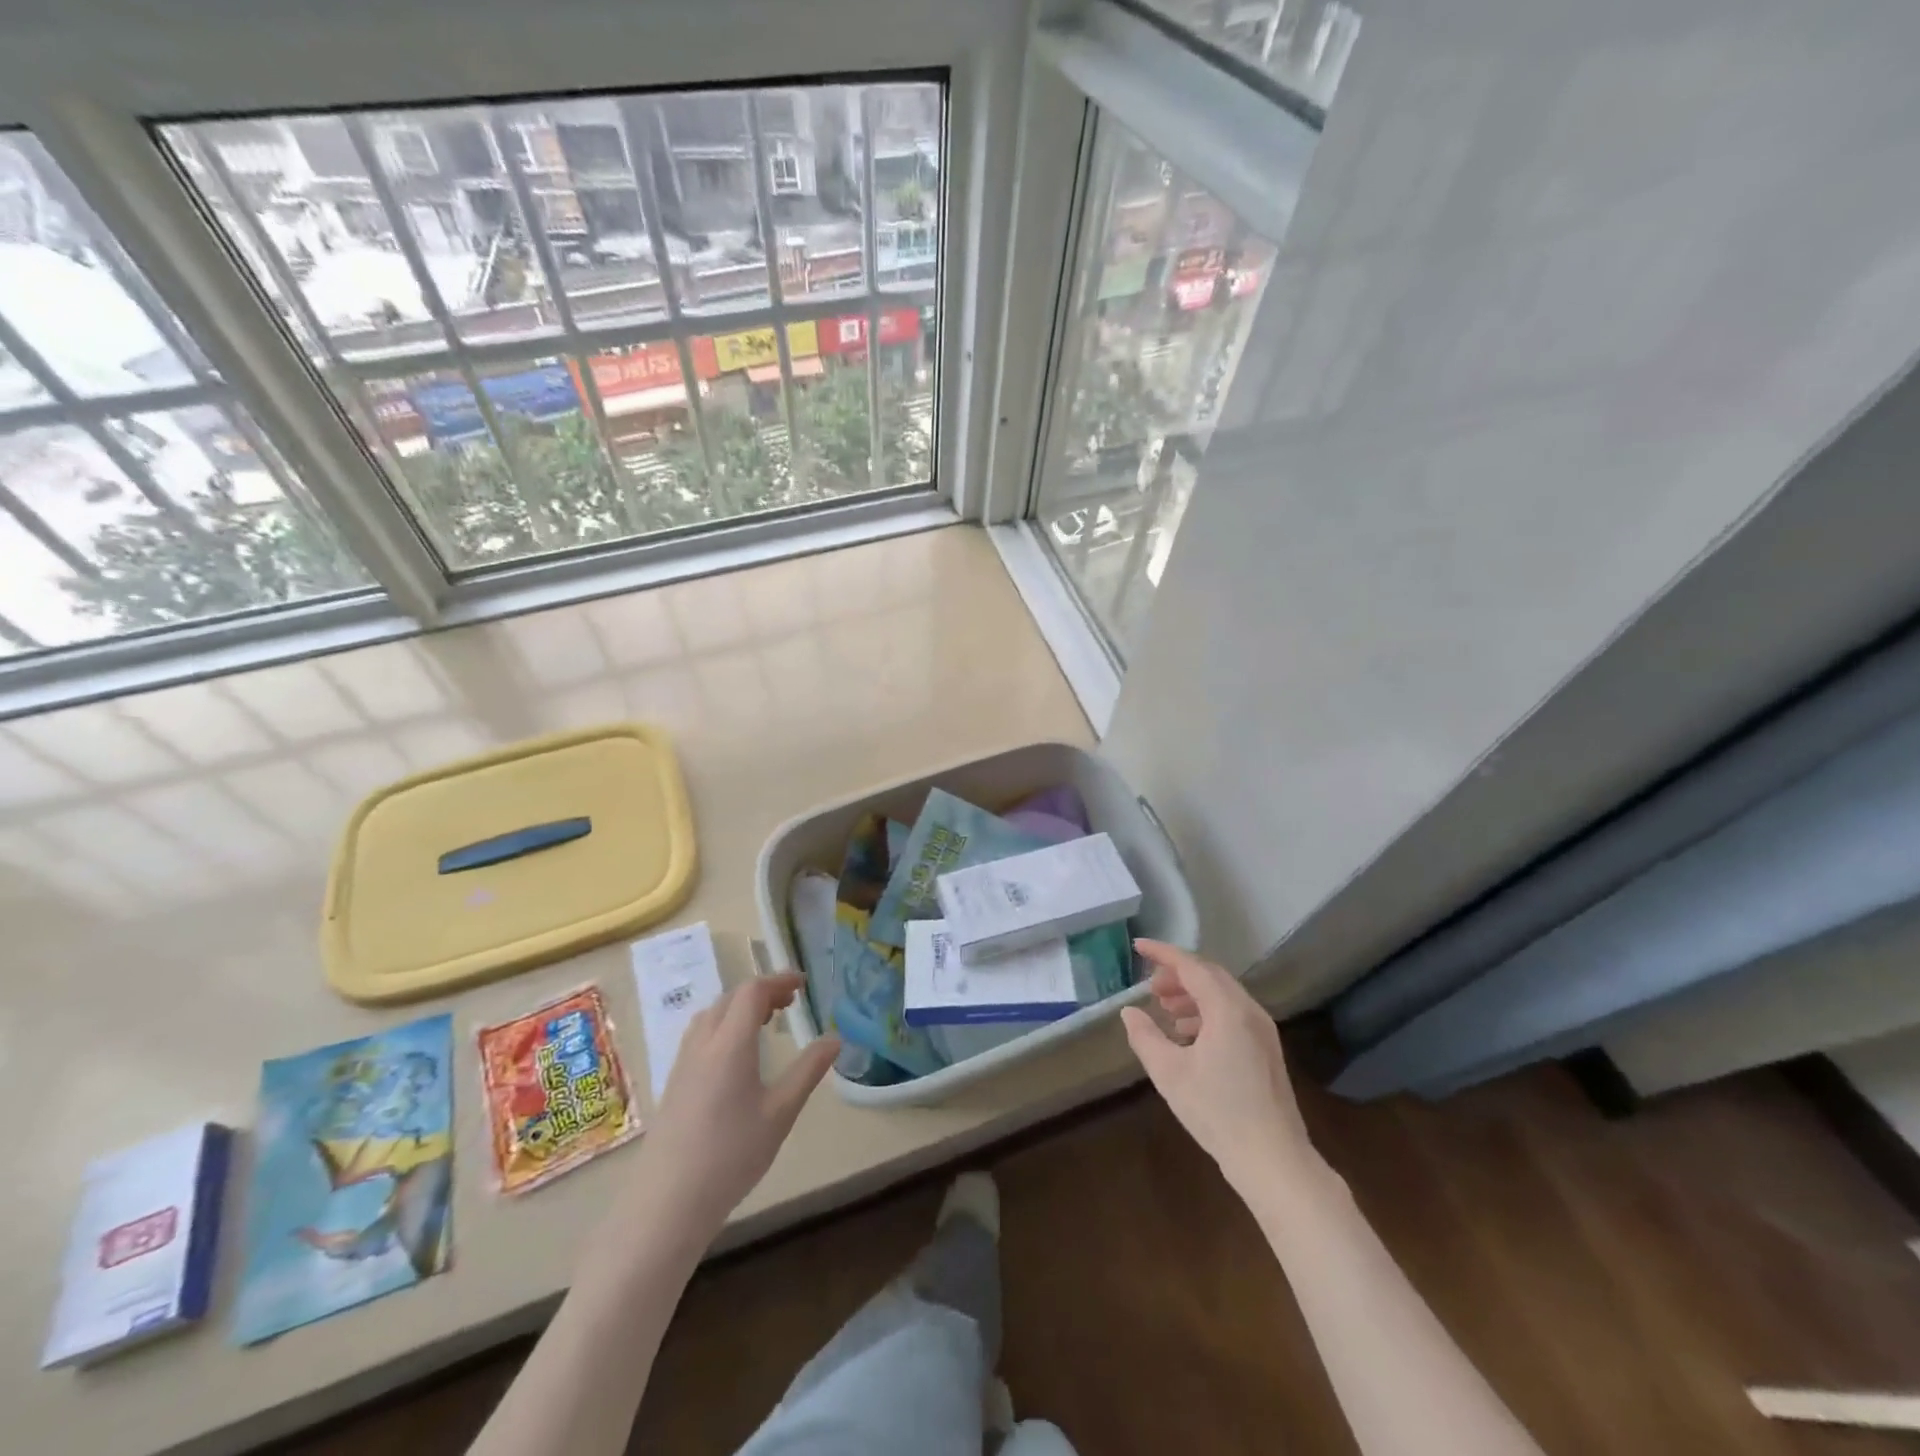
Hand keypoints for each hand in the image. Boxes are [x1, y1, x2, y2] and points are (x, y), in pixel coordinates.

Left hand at [624, 973, 839, 1247]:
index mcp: (730, 1044)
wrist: (667, 1204)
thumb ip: (808, 1071)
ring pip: (711, 1015)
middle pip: (730, 999)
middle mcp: (703, 1045)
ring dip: (739, 1008)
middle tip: (789, 1004)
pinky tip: (735, 1055)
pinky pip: (699, 1035)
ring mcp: (682, 1064)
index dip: (778, 980)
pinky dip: (723, 1026)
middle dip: (761, 992)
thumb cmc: (731, 1156)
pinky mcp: (673, 1084)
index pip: (752, 992)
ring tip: (764, 1023)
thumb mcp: (780, 1113)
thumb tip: (835, 1038)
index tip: (803, 985)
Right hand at [1121, 941, 1319, 1199]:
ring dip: (1192, 994)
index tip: (1138, 946)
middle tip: (1151, 987)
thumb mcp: (1169, 1073)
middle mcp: (1249, 1011)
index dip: (1163, 953)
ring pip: (1223, 995)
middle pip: (1210, 976)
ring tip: (1166, 1009)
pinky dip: (1207, 1012)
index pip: (1191, 966)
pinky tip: (1189, 1035)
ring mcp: (1263, 1031)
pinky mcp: (1267, 1050)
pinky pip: (1233, 1014)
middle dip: (1178, 974)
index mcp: (1227, 1009)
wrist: (1273, 1160)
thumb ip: (1145, 1036)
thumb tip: (1129, 1012)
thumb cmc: (1217, 1112)